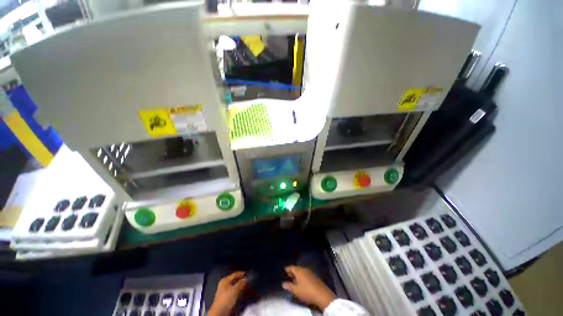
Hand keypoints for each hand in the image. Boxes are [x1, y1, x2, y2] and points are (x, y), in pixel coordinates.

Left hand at [208, 271, 246, 315]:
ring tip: (248, 288)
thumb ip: (240, 283)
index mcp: (225, 280)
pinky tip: (243, 293)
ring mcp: (225, 291)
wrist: (219, 312)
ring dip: (241, 287)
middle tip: (249, 282)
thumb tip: (246, 279)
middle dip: (242, 281)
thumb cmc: (226, 299)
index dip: (241, 274)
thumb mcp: (234, 290)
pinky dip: (239, 292)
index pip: (235, 274)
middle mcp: (225, 284)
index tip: (248, 274)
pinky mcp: (227, 297)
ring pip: (235, 286)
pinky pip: (234, 292)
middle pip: (235, 280)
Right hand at [282, 265, 335, 310]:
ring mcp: (310, 272)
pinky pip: (306, 274)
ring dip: (298, 274)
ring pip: (302, 271)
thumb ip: (289, 286)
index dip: (288, 269)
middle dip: (293, 272)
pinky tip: (302, 282)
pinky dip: (302, 276)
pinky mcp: (314, 276)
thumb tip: (283, 283)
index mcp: (299, 271)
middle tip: (288, 275)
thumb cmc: (306, 291)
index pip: (292, 267)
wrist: (321, 294)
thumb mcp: (296, 290)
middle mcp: (304, 269)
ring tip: (294, 279)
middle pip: (297, 269)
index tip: (284, 270)